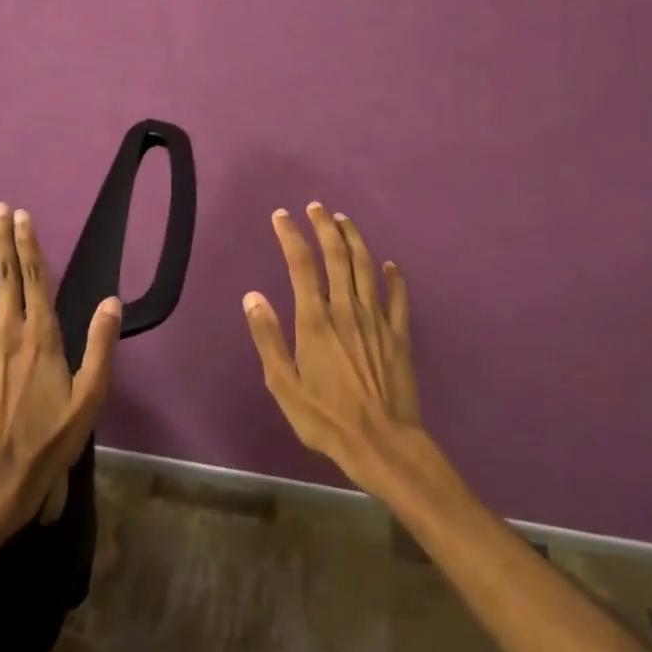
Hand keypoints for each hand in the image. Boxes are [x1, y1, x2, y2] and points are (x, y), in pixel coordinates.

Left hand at [0, 203, 121, 534]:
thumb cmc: (50, 438)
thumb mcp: (89, 397)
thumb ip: (100, 346)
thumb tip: (112, 301)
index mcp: (42, 334)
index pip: (36, 277)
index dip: (28, 243)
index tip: (22, 216)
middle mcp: (8, 329)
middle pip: (5, 274)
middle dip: (1, 238)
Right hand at [244, 203, 420, 496]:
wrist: (382, 444)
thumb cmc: (326, 418)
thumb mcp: (283, 384)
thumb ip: (267, 337)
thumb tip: (253, 296)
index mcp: (315, 319)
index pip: (301, 264)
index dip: (291, 235)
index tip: (282, 216)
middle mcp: (346, 309)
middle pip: (337, 255)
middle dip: (325, 226)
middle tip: (315, 207)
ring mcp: (376, 320)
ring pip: (366, 267)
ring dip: (355, 240)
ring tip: (344, 221)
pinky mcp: (399, 335)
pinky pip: (398, 298)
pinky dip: (394, 277)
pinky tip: (390, 265)